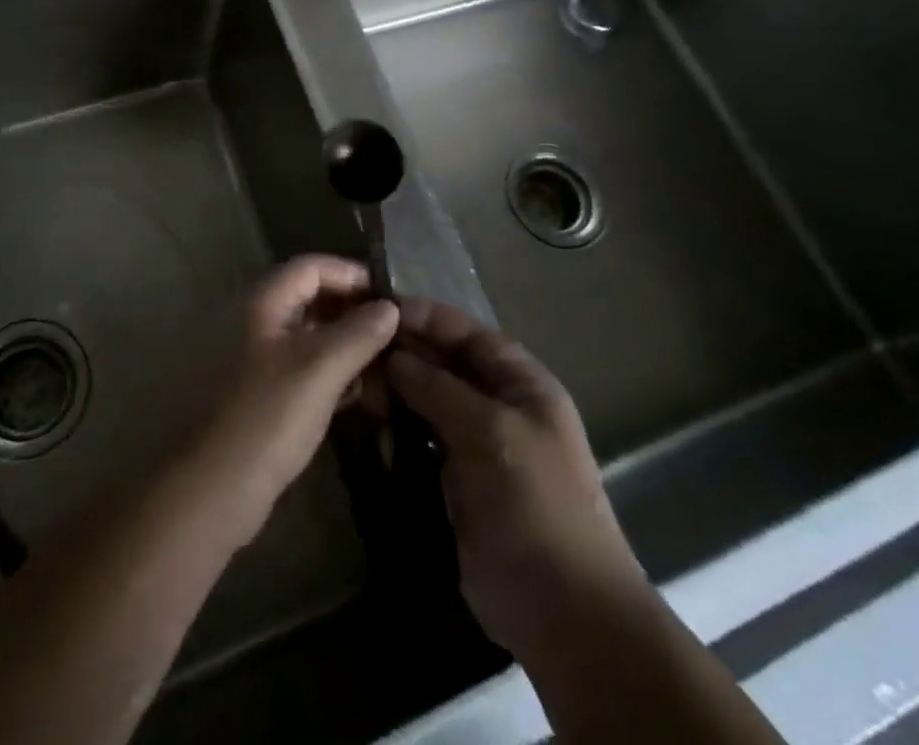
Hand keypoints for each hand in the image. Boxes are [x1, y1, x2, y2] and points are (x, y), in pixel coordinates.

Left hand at [189, 254, 397, 546]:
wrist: (214, 489)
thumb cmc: (267, 418)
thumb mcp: (319, 370)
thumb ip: (358, 333)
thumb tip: (390, 307)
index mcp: (262, 303)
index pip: (311, 266)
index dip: (351, 274)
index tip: (389, 296)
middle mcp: (255, 321)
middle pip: (310, 297)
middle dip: (352, 310)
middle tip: (392, 331)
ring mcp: (255, 357)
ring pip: (308, 334)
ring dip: (345, 342)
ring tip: (384, 363)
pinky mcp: (260, 392)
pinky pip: (302, 365)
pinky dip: (330, 370)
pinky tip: (358, 392)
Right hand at [387, 298, 644, 662]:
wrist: (562, 611)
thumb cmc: (535, 503)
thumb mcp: (490, 432)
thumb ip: (439, 388)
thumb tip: (394, 356)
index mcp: (522, 384)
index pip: (468, 333)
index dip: (427, 317)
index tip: (379, 306)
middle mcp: (500, 406)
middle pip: (446, 363)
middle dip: (406, 352)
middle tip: (355, 344)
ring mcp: (478, 444)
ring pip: (429, 400)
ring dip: (397, 388)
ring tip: (355, 378)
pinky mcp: (456, 480)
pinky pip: (422, 439)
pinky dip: (398, 427)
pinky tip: (369, 419)